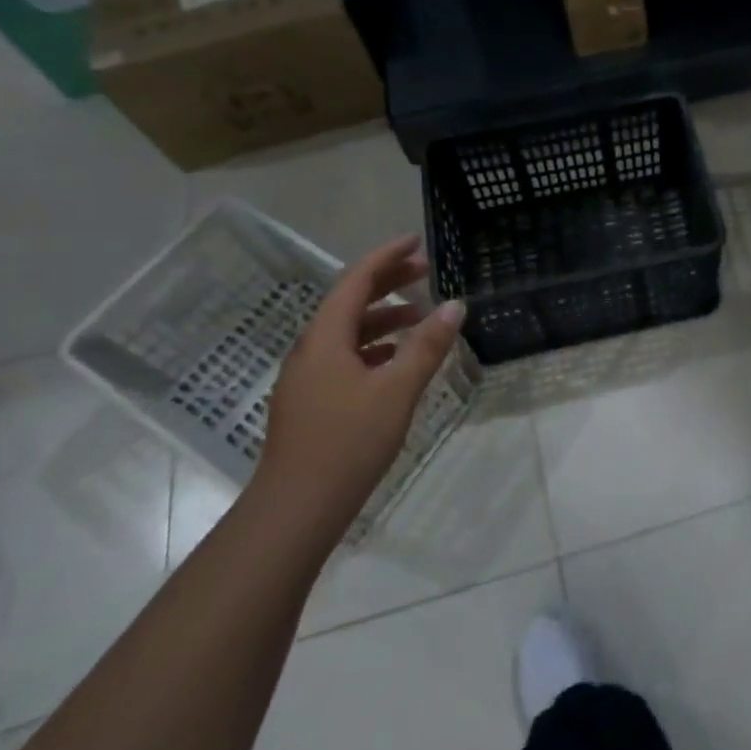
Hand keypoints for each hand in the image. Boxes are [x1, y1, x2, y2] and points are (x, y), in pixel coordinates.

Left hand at [251, 236, 466, 544]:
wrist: (296, 509)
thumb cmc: (348, 442)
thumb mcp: (396, 390)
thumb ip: (427, 346)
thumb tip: (455, 305)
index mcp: (324, 339)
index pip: (355, 281)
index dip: (386, 257)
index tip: (416, 240)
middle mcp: (311, 350)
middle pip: (349, 303)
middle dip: (388, 283)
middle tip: (426, 270)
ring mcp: (308, 378)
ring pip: (348, 332)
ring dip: (384, 317)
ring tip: (421, 315)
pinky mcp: (312, 402)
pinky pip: (346, 357)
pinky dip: (375, 347)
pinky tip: (398, 360)